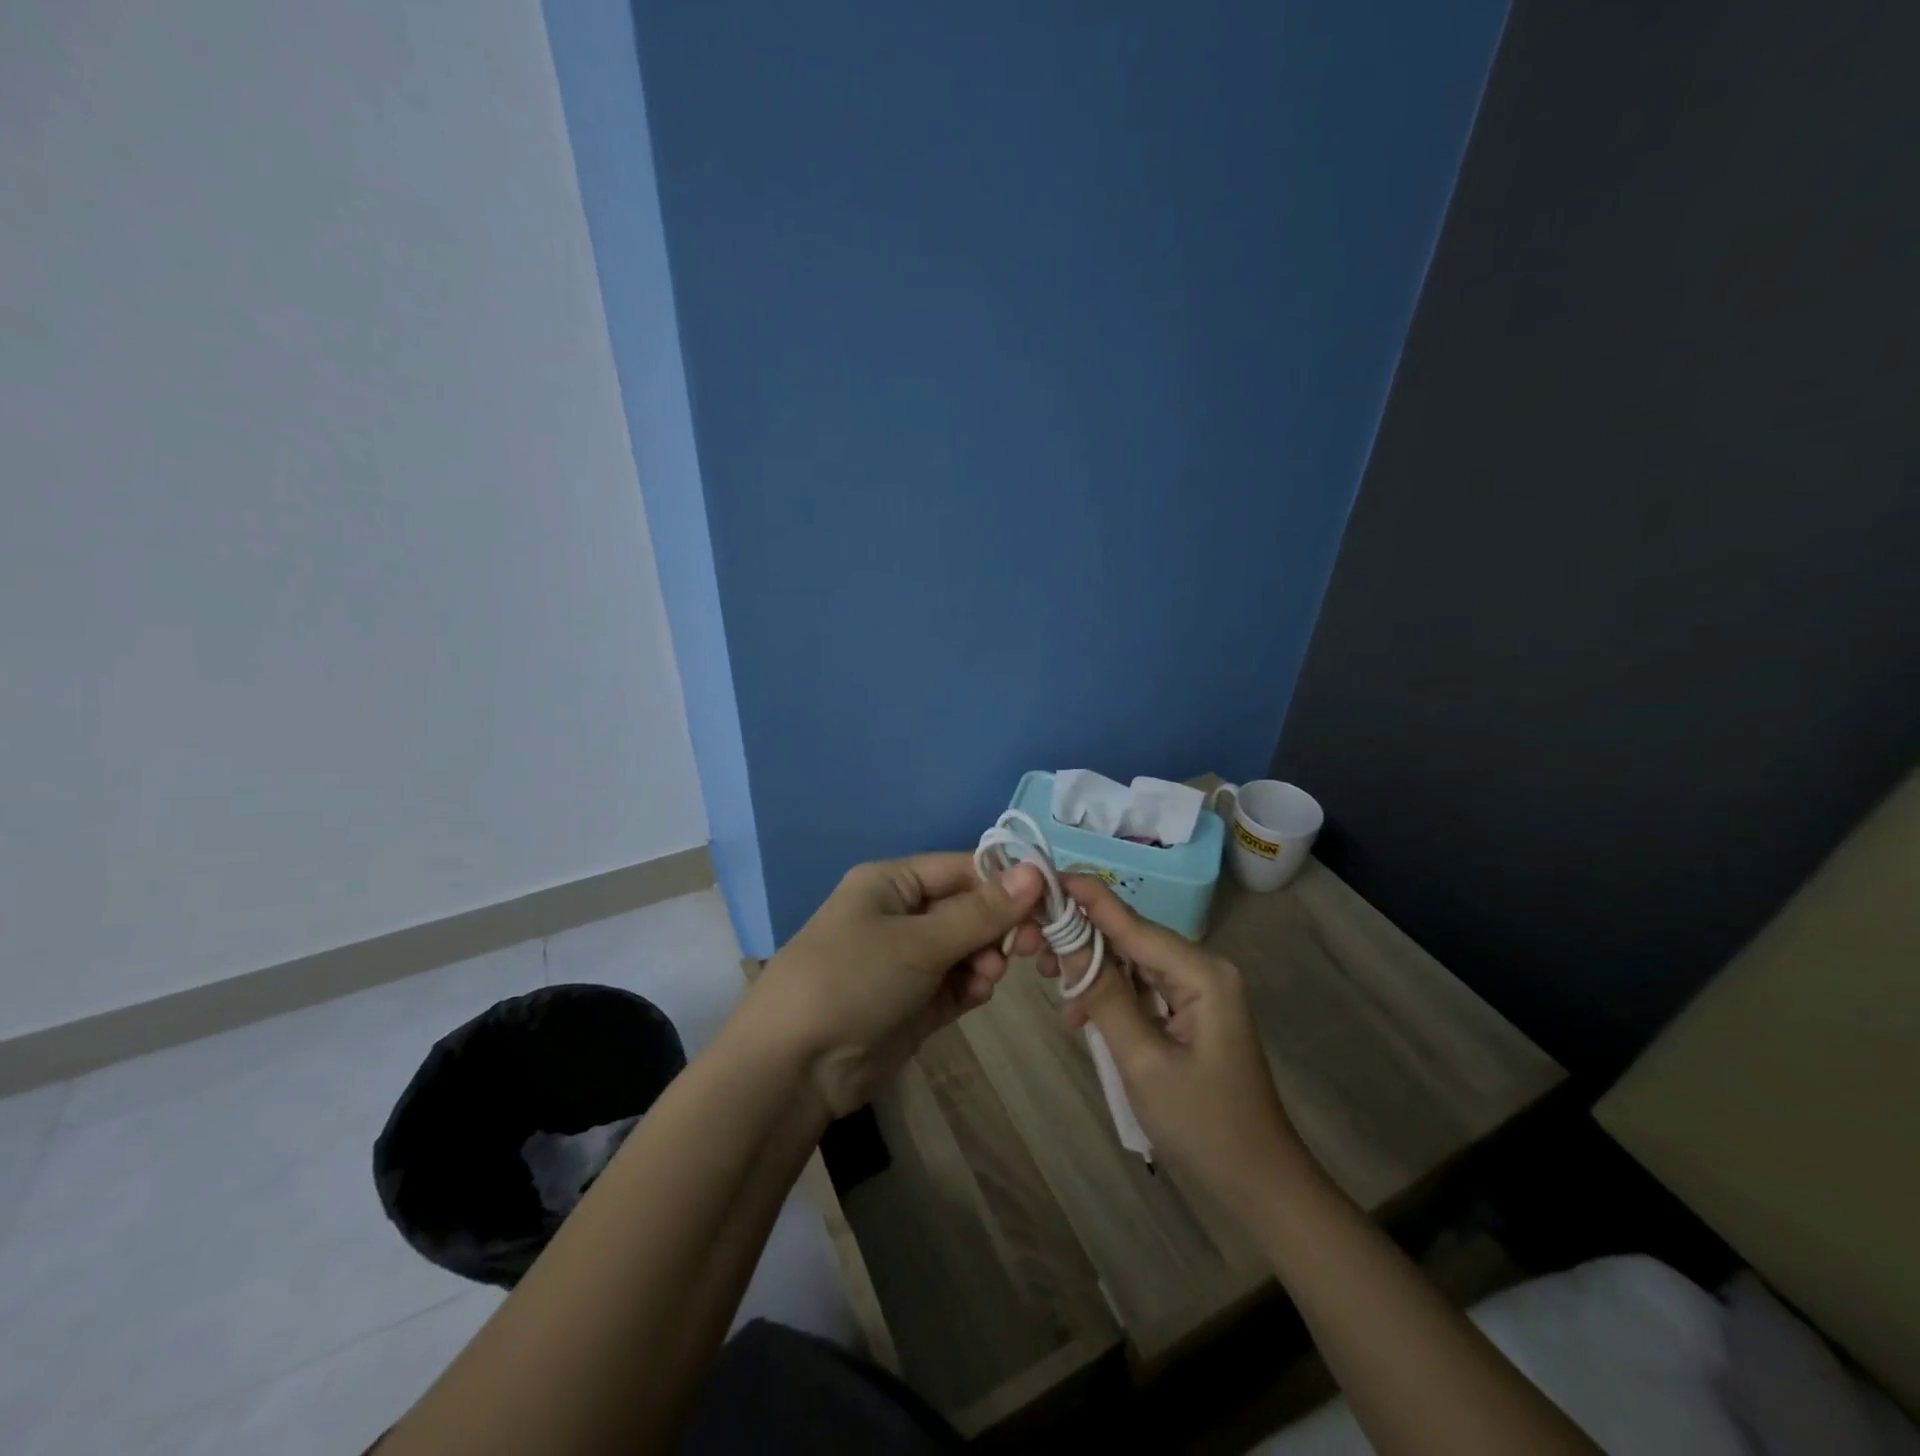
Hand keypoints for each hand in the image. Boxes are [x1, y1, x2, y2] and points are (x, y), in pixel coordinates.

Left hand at [743, 854, 1044, 1116]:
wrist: (794, 1067)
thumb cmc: (852, 979)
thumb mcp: (918, 941)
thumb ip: (980, 912)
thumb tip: (1036, 871)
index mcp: (891, 883)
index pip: (961, 869)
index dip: (1004, 882)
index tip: (1047, 900)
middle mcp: (900, 916)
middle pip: (967, 909)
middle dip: (997, 926)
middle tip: (1027, 946)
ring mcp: (907, 961)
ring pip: (966, 948)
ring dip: (985, 959)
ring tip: (988, 978)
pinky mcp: (914, 1003)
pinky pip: (956, 983)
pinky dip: (972, 986)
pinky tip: (978, 995)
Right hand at [1036, 875, 1319, 1214]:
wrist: (1258, 1184)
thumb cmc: (1203, 1125)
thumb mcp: (1142, 1061)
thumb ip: (1104, 995)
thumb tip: (1066, 941)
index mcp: (1201, 973)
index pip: (1133, 922)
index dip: (1088, 898)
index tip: (1045, 876)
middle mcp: (1202, 969)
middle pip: (1131, 938)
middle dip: (1081, 938)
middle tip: (1031, 947)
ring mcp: (1198, 990)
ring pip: (1132, 962)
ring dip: (1092, 969)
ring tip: (1047, 979)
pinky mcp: (1190, 1011)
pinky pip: (1142, 987)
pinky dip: (1110, 994)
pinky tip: (1079, 1015)